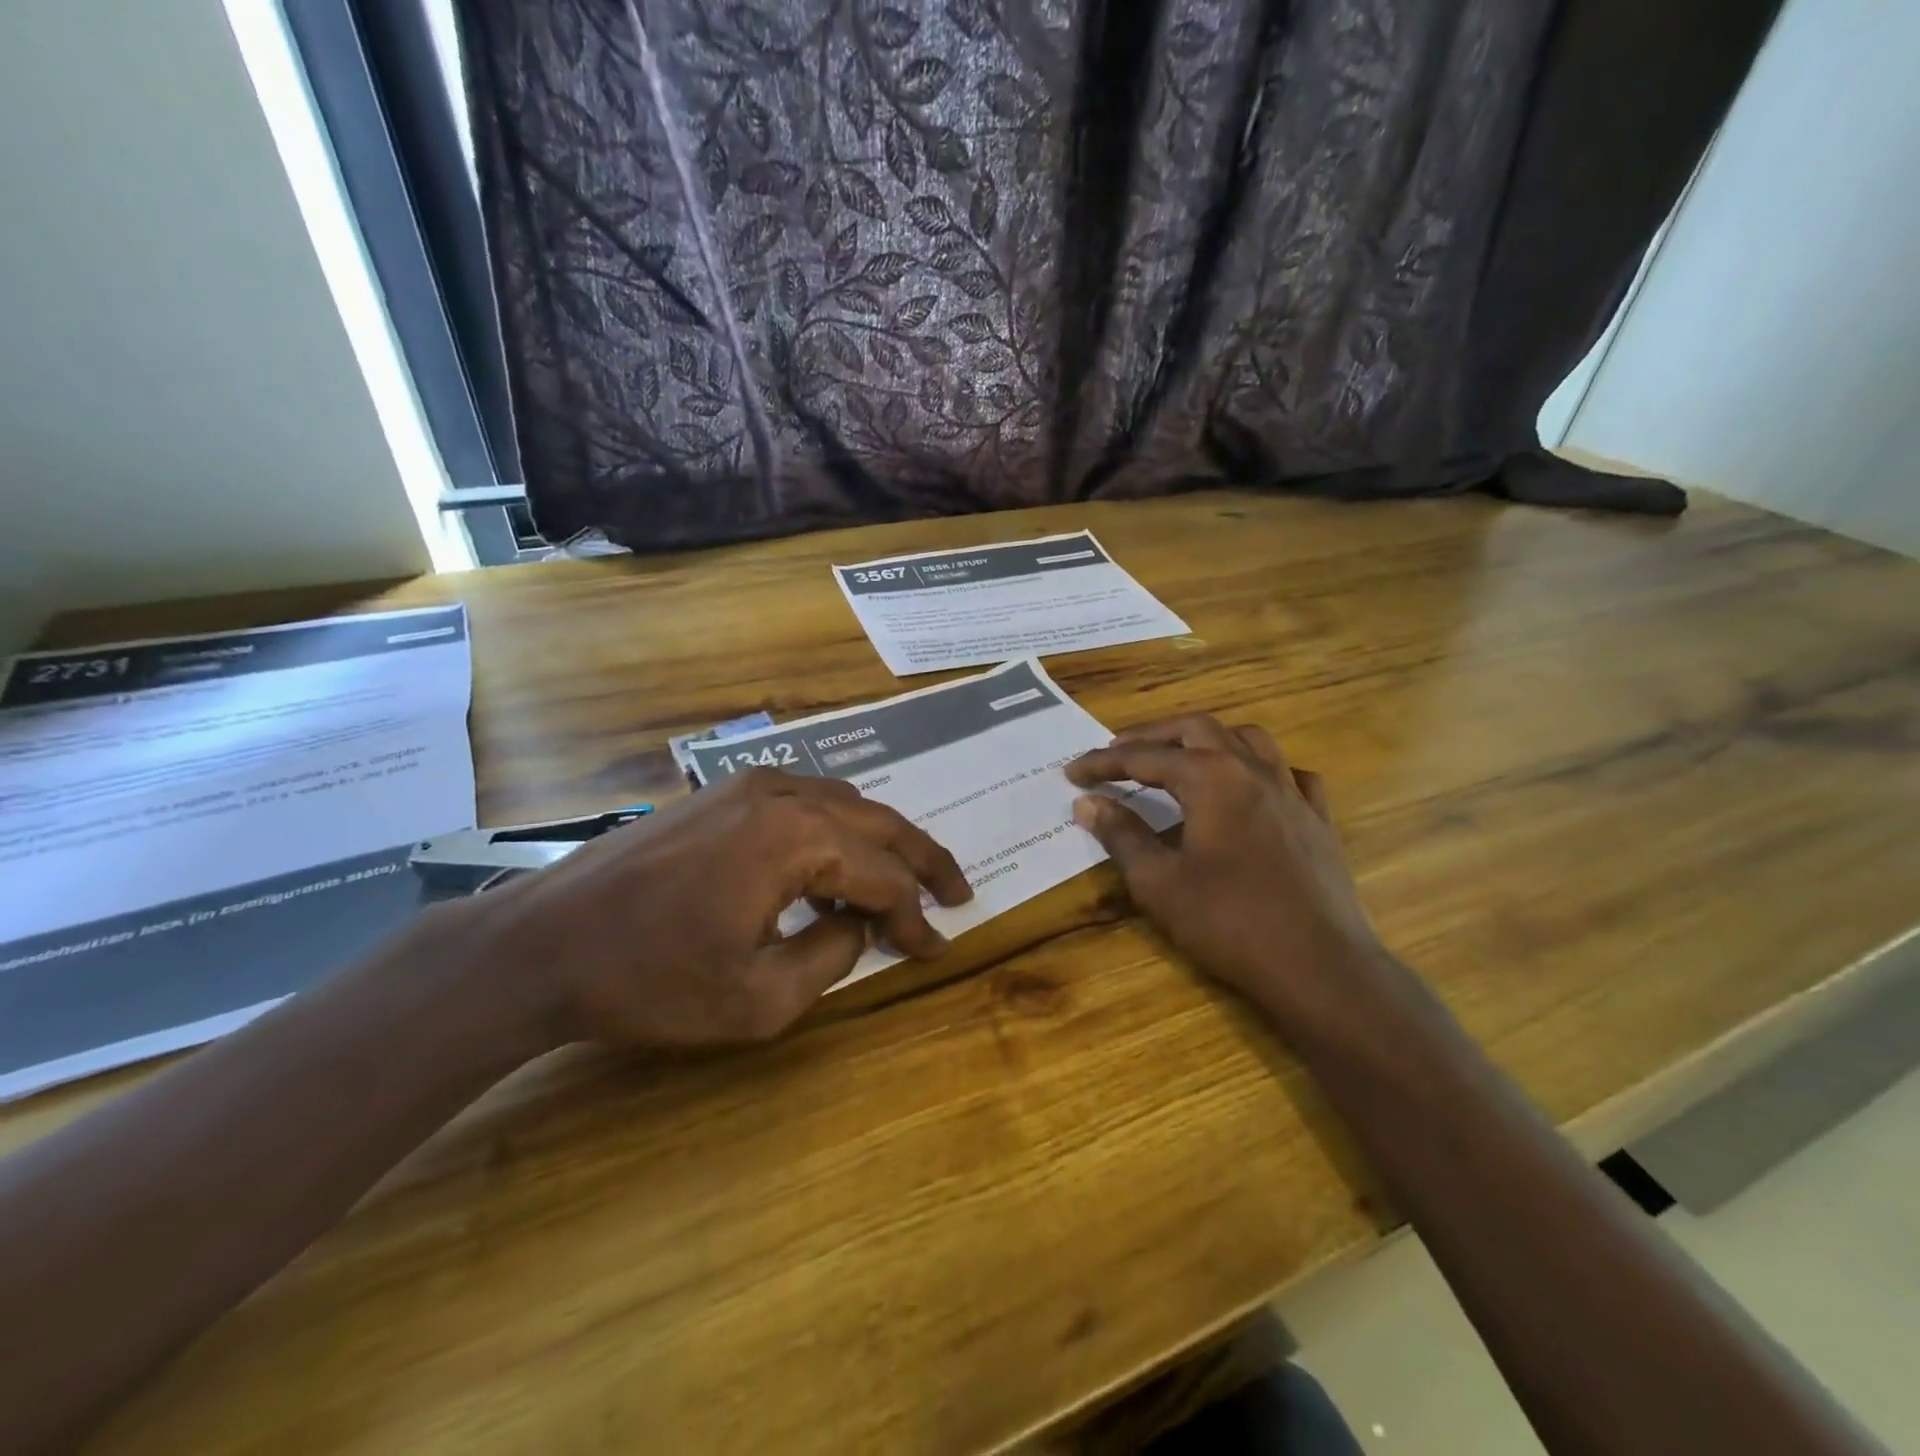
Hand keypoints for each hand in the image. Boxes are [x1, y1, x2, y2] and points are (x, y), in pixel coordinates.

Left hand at [436, 769, 971, 1051]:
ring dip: (877, 844)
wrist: (541, 944)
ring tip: (899, 884)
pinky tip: (831, 867)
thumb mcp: (759, 999)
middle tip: (956, 891)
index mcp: (796, 837)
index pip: (882, 876)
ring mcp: (746, 786)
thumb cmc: (649, 980)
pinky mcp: (719, 793)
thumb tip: (856, 925)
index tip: (935, 949)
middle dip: (922, 859)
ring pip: (842, 805)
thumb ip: (831, 956)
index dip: (915, 917)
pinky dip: (833, 833)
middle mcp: (781, 794)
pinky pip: (801, 803)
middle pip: (876, 823)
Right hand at [1065, 715, 1395, 1030]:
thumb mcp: (1159, 882)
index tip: (1071, 773)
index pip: (1144, 757)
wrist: (1318, 966)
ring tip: (1180, 757)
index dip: (1103, 763)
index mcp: (1211, 778)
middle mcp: (1253, 769)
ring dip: (1206, 740)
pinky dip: (1260, 769)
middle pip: (1196, 729)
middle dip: (1152, 736)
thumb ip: (1122, 835)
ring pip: (1247, 739)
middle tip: (1117, 752)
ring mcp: (1292, 790)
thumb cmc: (1229, 923)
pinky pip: (1288, 773)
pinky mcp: (1318, 818)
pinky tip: (1250, 789)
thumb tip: (1087, 803)